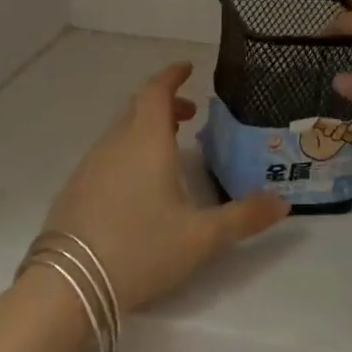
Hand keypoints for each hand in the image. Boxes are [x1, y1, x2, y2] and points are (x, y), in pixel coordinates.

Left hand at [39, 62, 288, 313]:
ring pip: (119, 131)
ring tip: (168, 149)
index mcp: (146, 141)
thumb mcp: (201, 238)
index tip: (188, 68)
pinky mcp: (74, 188)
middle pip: (137, 107)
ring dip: (144, 128)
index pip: (156, 90)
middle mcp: (114, 143)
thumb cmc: (141, 249)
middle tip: (190, 115)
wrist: (69, 283)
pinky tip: (136, 184)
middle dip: (164, 103)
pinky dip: (126, 151)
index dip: (172, 75)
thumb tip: (283, 203)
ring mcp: (89, 165)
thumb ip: (243, 217)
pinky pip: (105, 155)